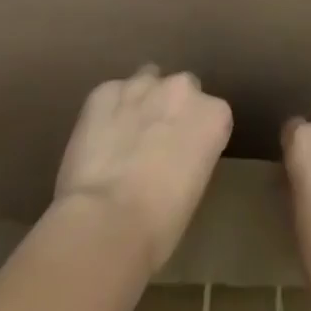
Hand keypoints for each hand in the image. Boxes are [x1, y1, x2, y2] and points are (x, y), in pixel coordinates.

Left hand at [53, 66, 233, 276]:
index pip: (212, 116)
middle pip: (180, 90)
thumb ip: (189, 158)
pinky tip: (96, 144)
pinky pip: (109, 96)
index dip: (195, 137)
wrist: (104, 224)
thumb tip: (170, 161)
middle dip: (169, 111)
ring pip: (145, 82)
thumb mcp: (191, 192)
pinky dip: (105, 114)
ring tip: (122, 140)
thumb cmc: (158, 228)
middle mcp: (183, 88)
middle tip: (152, 148)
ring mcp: (142, 84)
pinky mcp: (104, 91)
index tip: (182, 160)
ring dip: (139, 103)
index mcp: (214, 115)